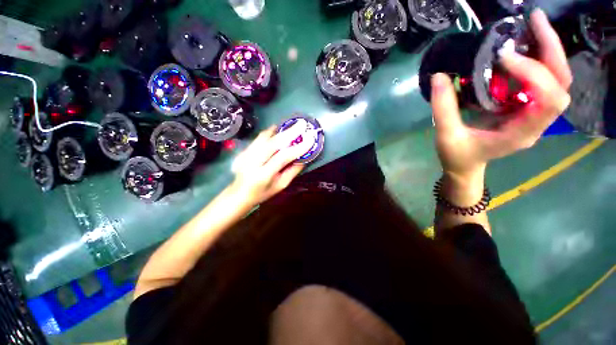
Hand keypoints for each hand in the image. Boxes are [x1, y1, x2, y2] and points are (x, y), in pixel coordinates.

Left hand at [229, 122, 315, 206]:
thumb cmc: (263, 193)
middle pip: (272, 144)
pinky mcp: (243, 150)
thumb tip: (303, 157)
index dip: (297, 148)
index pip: (282, 158)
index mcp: (263, 175)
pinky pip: (258, 138)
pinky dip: (269, 132)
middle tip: (302, 125)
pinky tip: (277, 129)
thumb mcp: (280, 185)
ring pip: (264, 138)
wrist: (239, 194)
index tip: (310, 140)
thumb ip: (292, 171)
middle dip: (289, 133)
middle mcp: (252, 163)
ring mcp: (245, 155)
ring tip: (292, 125)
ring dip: (280, 130)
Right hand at [431, 9, 572, 179]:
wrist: (465, 166)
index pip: (548, 100)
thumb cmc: (457, 155)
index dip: (534, 73)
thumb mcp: (446, 135)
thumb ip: (443, 108)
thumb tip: (440, 76)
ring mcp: (533, 114)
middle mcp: (536, 122)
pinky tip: (522, 48)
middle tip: (534, 21)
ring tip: (531, 27)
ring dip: (547, 50)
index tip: (503, 58)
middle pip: (561, 83)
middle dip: (551, 50)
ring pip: (556, 79)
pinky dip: (536, 60)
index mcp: (521, 133)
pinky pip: (541, 81)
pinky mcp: (525, 108)